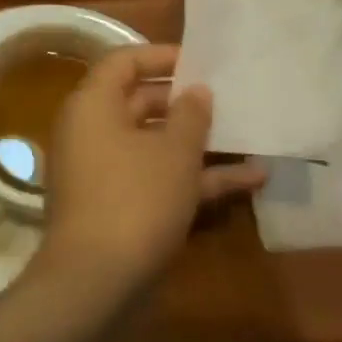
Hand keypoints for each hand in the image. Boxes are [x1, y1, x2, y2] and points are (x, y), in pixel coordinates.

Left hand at [37, 44, 263, 301]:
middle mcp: (92, 131)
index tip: (201, 62)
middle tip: (228, 99)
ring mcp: (104, 172)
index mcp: (93, 105)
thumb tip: (196, 91)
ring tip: (249, 137)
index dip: (162, 56)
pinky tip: (249, 181)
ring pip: (154, 144)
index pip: (124, 61)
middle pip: (140, 101)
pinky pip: (156, 179)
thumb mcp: (174, 153)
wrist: (96, 284)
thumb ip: (190, 115)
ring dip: (199, 144)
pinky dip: (194, 179)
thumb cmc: (135, 200)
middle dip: (186, 102)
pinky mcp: (118, 207)